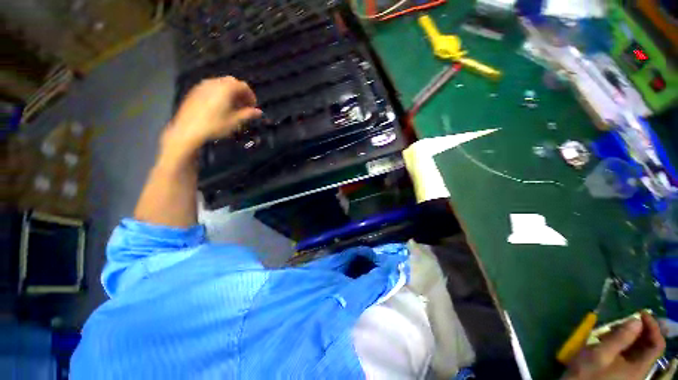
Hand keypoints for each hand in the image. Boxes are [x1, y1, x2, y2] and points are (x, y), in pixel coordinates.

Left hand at [162, 76, 261, 155]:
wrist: (188, 129)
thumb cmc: (215, 125)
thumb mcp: (235, 121)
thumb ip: (248, 114)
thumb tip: (259, 112)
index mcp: (225, 88)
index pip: (243, 86)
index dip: (251, 96)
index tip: (253, 107)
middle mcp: (214, 82)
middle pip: (232, 82)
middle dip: (241, 93)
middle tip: (244, 106)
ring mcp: (203, 85)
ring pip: (221, 84)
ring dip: (230, 93)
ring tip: (233, 107)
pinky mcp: (195, 91)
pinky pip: (212, 88)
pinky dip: (220, 93)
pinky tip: (220, 106)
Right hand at [562, 312, 665, 379]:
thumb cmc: (587, 373)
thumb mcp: (600, 354)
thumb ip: (620, 338)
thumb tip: (636, 320)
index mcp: (639, 368)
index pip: (657, 344)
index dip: (653, 327)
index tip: (640, 313)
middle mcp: (639, 370)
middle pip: (648, 347)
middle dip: (639, 331)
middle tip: (625, 320)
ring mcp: (630, 372)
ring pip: (638, 350)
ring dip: (630, 337)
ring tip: (613, 330)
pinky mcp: (621, 371)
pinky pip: (629, 355)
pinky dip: (623, 344)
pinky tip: (610, 340)